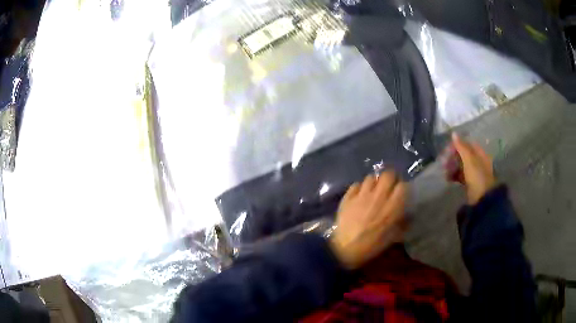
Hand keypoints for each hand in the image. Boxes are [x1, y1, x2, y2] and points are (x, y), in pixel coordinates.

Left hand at [329, 172, 406, 269]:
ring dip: (374, 182)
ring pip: (371, 177)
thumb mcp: (393, 238)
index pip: (402, 186)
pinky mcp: (348, 197)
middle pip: (388, 174)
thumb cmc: (372, 246)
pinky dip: (359, 188)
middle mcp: (378, 197)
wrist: (345, 250)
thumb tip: (408, 215)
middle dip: (390, 179)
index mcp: (392, 207)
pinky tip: (359, 195)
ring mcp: (362, 195)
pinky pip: (356, 184)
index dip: (402, 187)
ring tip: (373, 190)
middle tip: (388, 187)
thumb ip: (403, 223)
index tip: (400, 192)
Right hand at [451, 133, 495, 204]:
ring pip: (461, 165)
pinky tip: (448, 178)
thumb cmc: (477, 177)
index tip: (447, 150)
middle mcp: (478, 161)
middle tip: (444, 162)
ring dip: (452, 167)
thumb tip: (454, 133)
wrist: (482, 199)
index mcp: (480, 154)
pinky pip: (461, 175)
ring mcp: (474, 172)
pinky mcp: (470, 182)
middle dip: (453, 157)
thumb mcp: (469, 160)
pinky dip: (454, 175)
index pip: (467, 145)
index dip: (457, 146)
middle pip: (463, 155)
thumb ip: (462, 147)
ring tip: (444, 172)